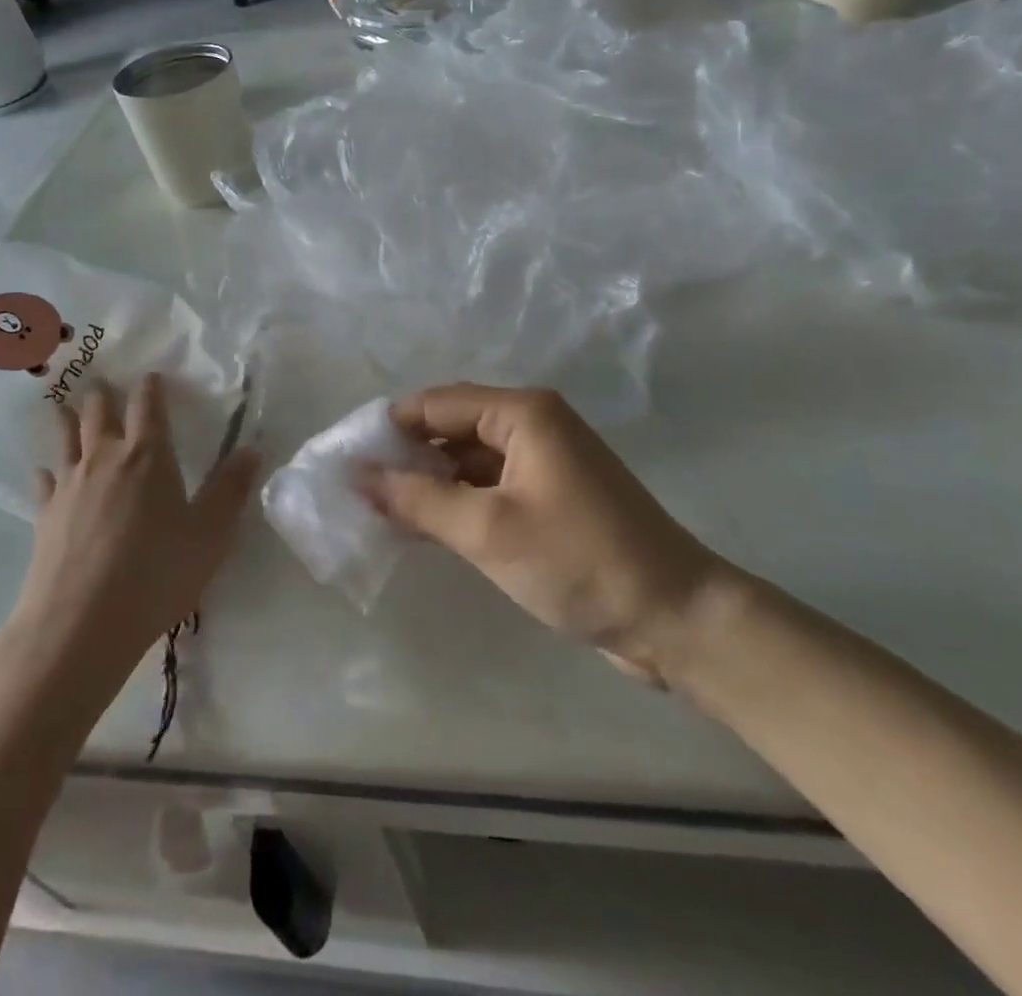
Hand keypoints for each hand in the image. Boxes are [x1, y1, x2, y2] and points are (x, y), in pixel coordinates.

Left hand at [5, 375, 259, 703]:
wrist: (80, 623)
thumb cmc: (156, 573)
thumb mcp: (210, 535)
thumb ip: (230, 489)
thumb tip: (252, 450)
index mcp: (148, 456)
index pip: (148, 406)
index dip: (150, 387)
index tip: (151, 376)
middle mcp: (105, 458)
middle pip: (100, 413)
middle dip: (104, 395)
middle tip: (103, 383)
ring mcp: (69, 485)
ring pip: (66, 438)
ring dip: (68, 419)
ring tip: (65, 406)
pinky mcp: (44, 515)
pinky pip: (44, 481)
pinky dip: (47, 472)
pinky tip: (45, 473)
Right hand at [365, 384, 726, 683]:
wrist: (674, 618)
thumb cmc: (580, 561)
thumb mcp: (488, 530)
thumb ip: (419, 500)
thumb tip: (358, 476)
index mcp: (523, 413)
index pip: (436, 403)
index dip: (389, 427)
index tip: (347, 459)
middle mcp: (533, 424)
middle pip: (451, 427)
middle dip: (406, 456)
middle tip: (357, 490)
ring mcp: (543, 462)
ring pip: (468, 460)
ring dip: (429, 483)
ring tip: (378, 512)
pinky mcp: (549, 497)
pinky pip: (488, 486)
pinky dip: (456, 503)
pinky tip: (423, 528)